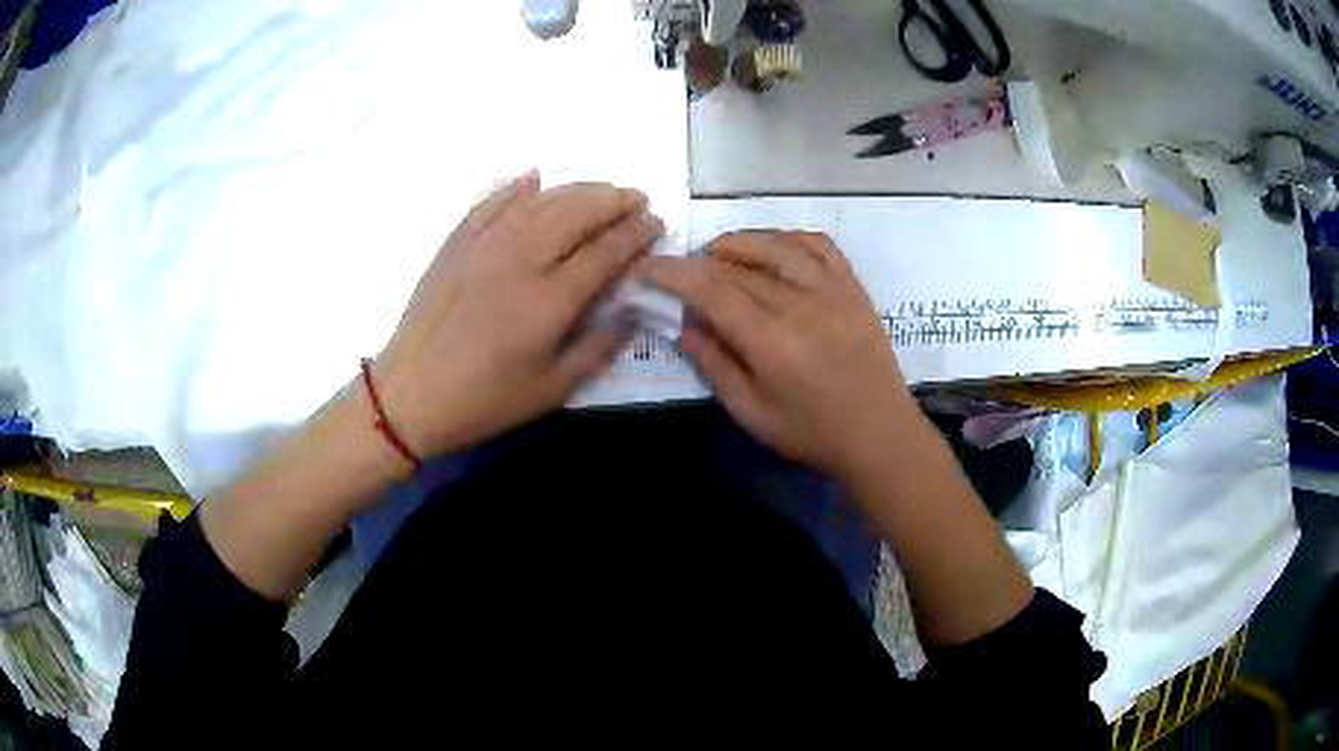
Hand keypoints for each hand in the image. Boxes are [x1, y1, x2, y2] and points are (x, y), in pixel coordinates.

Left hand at [374, 172, 663, 456]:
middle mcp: (520, 259)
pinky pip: (492, 202)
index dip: (636, 234)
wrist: (409, 396)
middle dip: (613, 201)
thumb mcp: (552, 390)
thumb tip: (634, 309)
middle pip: (577, 213)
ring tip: (601, 190)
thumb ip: (599, 347)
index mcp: (549, 300)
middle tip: (636, 198)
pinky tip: (534, 178)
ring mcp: (484, 245)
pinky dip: (516, 187)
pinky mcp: (457, 243)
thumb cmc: (484, 401)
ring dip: (576, 190)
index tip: (656, 223)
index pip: (605, 251)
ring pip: (540, 201)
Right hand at [639, 231, 917, 481]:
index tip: (647, 266)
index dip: (673, 273)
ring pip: (776, 246)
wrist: (879, 434)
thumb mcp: (752, 414)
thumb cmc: (812, 433)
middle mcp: (800, 305)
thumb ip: (715, 367)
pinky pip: (819, 245)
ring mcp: (832, 291)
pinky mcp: (853, 287)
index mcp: (771, 342)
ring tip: (718, 252)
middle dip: (699, 263)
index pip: (711, 291)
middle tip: (680, 273)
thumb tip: (685, 328)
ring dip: (739, 241)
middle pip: (738, 267)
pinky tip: (772, 247)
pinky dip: (788, 237)